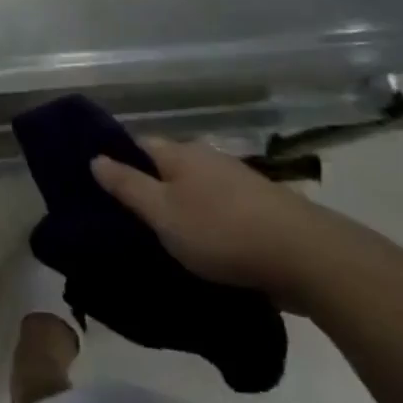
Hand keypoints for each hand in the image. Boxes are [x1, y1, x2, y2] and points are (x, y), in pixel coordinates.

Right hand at [91, 137, 335, 305]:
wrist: (307, 257)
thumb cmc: (222, 232)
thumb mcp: (163, 213)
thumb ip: (127, 186)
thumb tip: (95, 157)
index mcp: (179, 153)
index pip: (136, 145)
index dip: (117, 162)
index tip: (99, 189)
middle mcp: (207, 158)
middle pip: (166, 167)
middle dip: (148, 188)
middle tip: (127, 220)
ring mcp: (237, 181)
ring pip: (194, 189)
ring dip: (180, 208)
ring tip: (163, 238)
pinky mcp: (261, 209)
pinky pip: (219, 209)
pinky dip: (206, 223)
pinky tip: (203, 247)